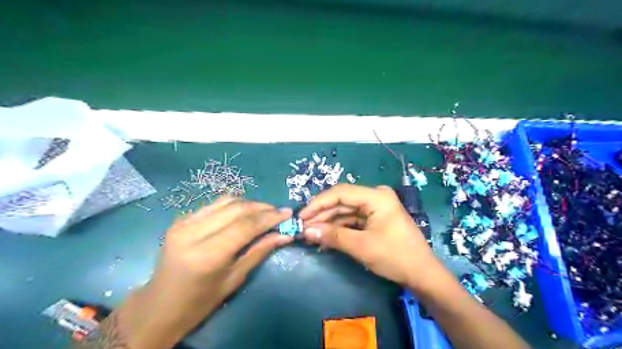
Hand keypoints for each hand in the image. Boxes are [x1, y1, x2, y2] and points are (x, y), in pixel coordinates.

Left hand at [119, 196, 294, 348]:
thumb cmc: (200, 301)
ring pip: (227, 201)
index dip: (270, 217)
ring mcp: (183, 222)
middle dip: (262, 208)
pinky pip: (215, 205)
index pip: (246, 225)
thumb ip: (260, 251)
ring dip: (250, 204)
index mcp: (207, 254)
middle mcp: (193, 232)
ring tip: (265, 212)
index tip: (288, 213)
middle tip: (279, 213)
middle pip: (237, 208)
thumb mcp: (234, 279)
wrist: (159, 306)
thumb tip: (285, 235)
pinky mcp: (181, 219)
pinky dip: (234, 206)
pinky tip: (244, 214)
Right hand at [299, 184, 442, 289]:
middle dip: (321, 215)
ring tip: (310, 234)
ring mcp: (375, 207)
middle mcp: (375, 196)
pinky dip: (338, 229)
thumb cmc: (395, 257)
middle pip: (342, 201)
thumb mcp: (361, 246)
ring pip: (345, 211)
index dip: (318, 203)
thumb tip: (306, 230)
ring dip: (328, 223)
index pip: (340, 193)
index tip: (301, 216)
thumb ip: (333, 236)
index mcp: (376, 196)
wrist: (421, 274)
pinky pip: (352, 220)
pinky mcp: (374, 218)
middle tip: (302, 228)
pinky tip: (324, 238)